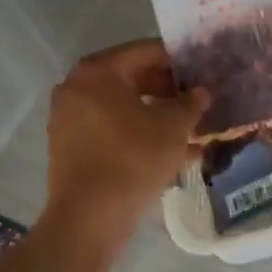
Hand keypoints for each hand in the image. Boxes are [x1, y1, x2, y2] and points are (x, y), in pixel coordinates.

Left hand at [44, 40, 207, 242]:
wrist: (88, 220)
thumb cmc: (133, 160)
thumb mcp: (174, 127)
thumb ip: (191, 102)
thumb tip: (202, 92)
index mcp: (99, 71)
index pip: (147, 51)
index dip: (179, 60)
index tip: (203, 70)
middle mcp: (77, 86)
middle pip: (132, 76)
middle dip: (168, 88)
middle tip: (198, 98)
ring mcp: (69, 116)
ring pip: (122, 104)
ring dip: (155, 111)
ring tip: (189, 125)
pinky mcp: (69, 144)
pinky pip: (110, 126)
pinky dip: (137, 130)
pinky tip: (169, 148)